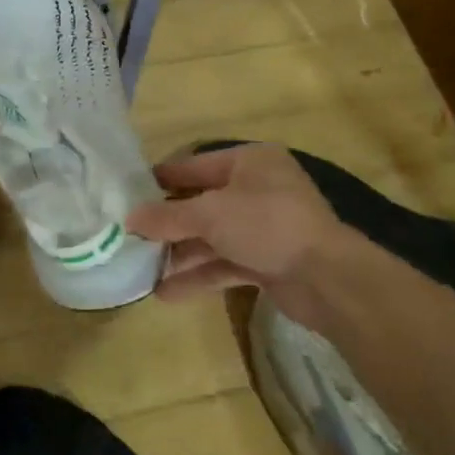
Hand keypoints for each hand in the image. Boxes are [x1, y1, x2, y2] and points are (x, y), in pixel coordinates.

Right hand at [126, 143, 344, 299]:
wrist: (327, 278)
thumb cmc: (266, 225)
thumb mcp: (210, 214)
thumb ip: (167, 216)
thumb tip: (129, 219)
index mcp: (249, 162)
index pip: (194, 166)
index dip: (161, 180)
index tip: (127, 194)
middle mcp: (257, 188)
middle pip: (202, 203)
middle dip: (168, 223)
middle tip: (129, 235)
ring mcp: (264, 226)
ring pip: (212, 237)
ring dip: (180, 254)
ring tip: (141, 269)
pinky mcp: (268, 260)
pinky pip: (225, 263)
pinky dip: (199, 276)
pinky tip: (167, 292)